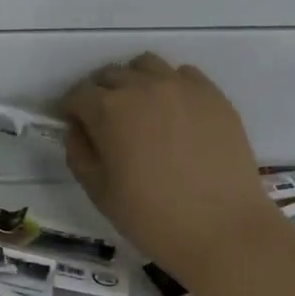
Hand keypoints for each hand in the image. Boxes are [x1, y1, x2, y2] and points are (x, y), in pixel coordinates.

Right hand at [61, 54, 288, 287]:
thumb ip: (79, 153)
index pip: (78, 95)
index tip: (76, 127)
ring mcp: (182, 87)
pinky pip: (183, 74)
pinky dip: (170, 86)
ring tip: (140, 110)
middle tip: (105, 123)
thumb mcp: (99, 191)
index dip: (71, 111)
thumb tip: (79, 129)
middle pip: (110, 75)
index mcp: (108, 110)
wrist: (223, 230)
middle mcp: (143, 87)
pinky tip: (174, 114)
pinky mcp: (213, 95)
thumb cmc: (151, 217)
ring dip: (134, 82)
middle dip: (100, 94)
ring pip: (146, 66)